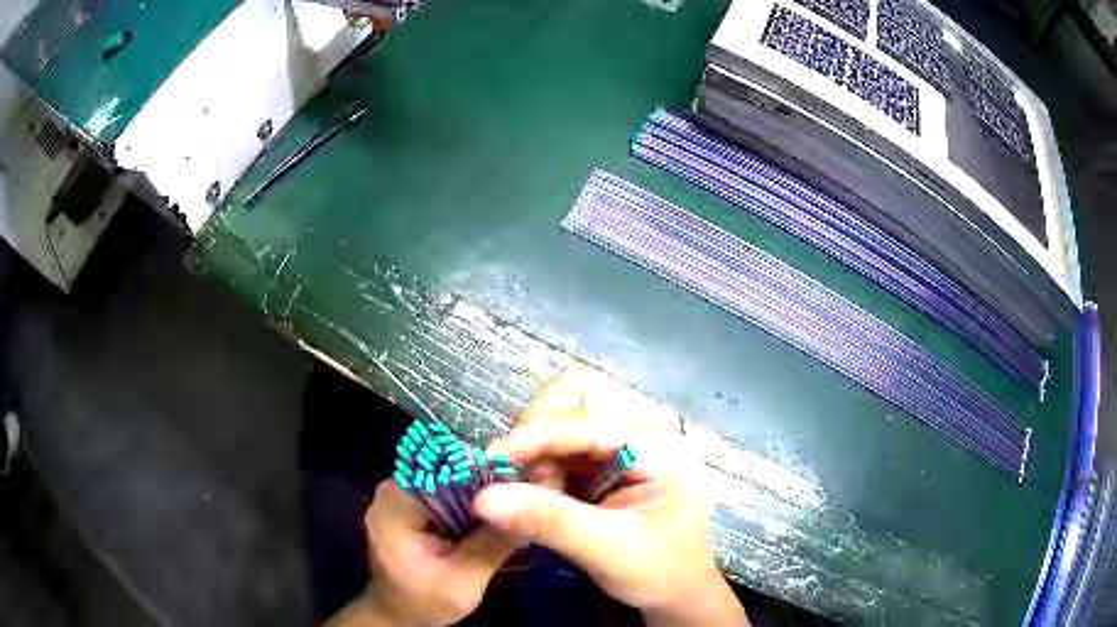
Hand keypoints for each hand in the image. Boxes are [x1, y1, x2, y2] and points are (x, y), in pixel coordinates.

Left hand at [330, 481, 519, 625]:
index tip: (528, 480)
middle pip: (452, 470)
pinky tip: (500, 515)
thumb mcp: (462, 582)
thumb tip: (534, 506)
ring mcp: (404, 494)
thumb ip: (493, 545)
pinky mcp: (414, 505)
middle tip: (534, 491)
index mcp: (398, 501)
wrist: (397, 615)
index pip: (449, 467)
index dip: (490, 470)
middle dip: (491, 482)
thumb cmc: (423, 602)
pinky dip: (475, 505)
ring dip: (486, 494)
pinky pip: (450, 494)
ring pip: (454, 481)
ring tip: (524, 500)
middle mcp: (397, 487)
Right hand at [473, 366, 747, 626]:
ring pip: (564, 418)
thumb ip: (548, 521)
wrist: (676, 593)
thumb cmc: (657, 572)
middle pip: (577, 397)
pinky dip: (543, 464)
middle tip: (516, 475)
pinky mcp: (609, 460)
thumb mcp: (607, 550)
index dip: (538, 434)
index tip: (493, 460)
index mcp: (660, 446)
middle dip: (539, 432)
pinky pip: (563, 446)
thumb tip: (482, 499)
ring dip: (538, 450)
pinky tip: (542, 495)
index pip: (589, 419)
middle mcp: (644, 431)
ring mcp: (626, 443)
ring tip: (533, 493)